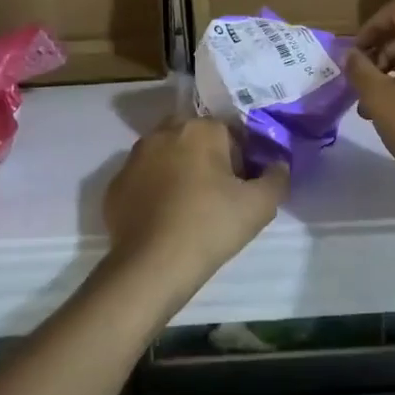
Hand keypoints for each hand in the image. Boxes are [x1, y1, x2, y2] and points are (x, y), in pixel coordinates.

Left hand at [102, 117, 287, 295]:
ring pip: (164, 155)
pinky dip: (153, 190)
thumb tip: (278, 165)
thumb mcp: (259, 206)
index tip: (242, 185)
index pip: (229, 132)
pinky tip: (163, 218)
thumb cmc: (210, 227)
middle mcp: (164, 132)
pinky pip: (142, 179)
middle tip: (217, 193)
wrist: (152, 265)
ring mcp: (134, 157)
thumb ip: (277, 178)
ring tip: (188, 207)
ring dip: (177, 170)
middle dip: (206, 157)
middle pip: (193, 137)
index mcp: (201, 129)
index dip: (240, 158)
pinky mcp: (115, 184)